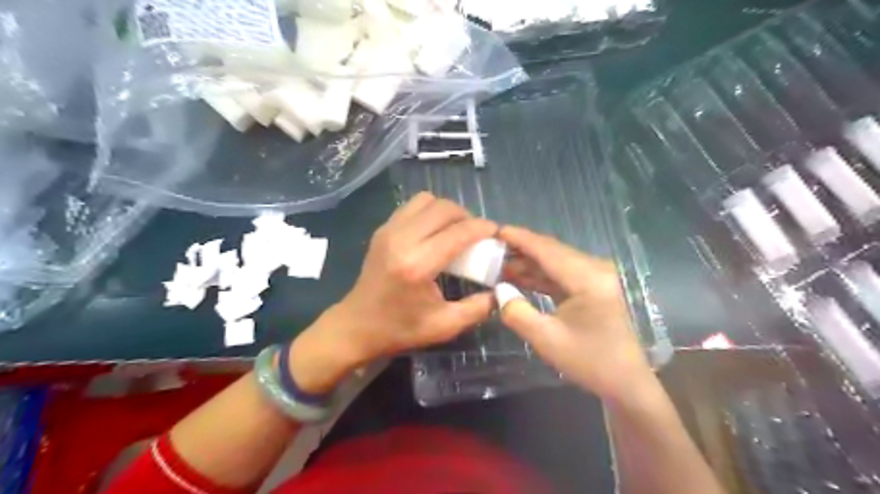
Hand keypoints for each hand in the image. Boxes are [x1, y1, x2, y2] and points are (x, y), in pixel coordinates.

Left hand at [287, 193, 493, 393]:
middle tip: (477, 234)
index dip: (483, 228)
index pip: (458, 233)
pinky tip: (435, 232)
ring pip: (426, 200)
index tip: (496, 233)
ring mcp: (388, 231)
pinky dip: (429, 212)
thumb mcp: (444, 326)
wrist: (357, 326)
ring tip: (456, 230)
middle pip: (443, 208)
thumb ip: (478, 308)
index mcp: (417, 265)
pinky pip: (412, 206)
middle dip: (467, 216)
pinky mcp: (382, 230)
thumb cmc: (400, 329)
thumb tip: (500, 291)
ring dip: (447, 211)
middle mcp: (402, 240)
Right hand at [493, 225, 651, 401]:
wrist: (627, 383)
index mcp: (588, 278)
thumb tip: (499, 289)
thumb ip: (517, 312)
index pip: (548, 250)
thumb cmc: (590, 362)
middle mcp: (596, 269)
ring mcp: (597, 277)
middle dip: (521, 249)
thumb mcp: (546, 340)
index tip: (495, 230)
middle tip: (492, 248)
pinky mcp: (594, 287)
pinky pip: (562, 274)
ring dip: (529, 263)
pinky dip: (540, 275)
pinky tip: (520, 277)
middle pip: (552, 251)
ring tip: (499, 264)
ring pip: (556, 261)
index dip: (520, 238)